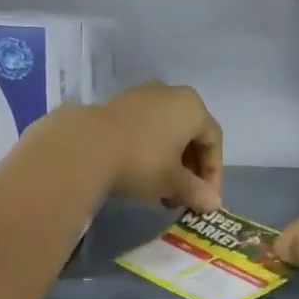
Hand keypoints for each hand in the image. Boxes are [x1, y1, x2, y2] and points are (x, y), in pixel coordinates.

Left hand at [92, 83, 223, 212]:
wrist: (85, 146)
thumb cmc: (142, 161)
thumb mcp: (173, 182)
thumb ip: (197, 191)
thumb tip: (214, 203)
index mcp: (192, 107)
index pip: (213, 141)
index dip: (214, 174)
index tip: (206, 199)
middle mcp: (170, 94)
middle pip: (190, 135)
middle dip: (191, 170)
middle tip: (185, 197)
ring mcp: (141, 96)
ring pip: (167, 133)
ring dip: (171, 163)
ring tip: (163, 191)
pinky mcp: (117, 105)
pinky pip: (145, 129)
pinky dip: (151, 152)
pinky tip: (141, 176)